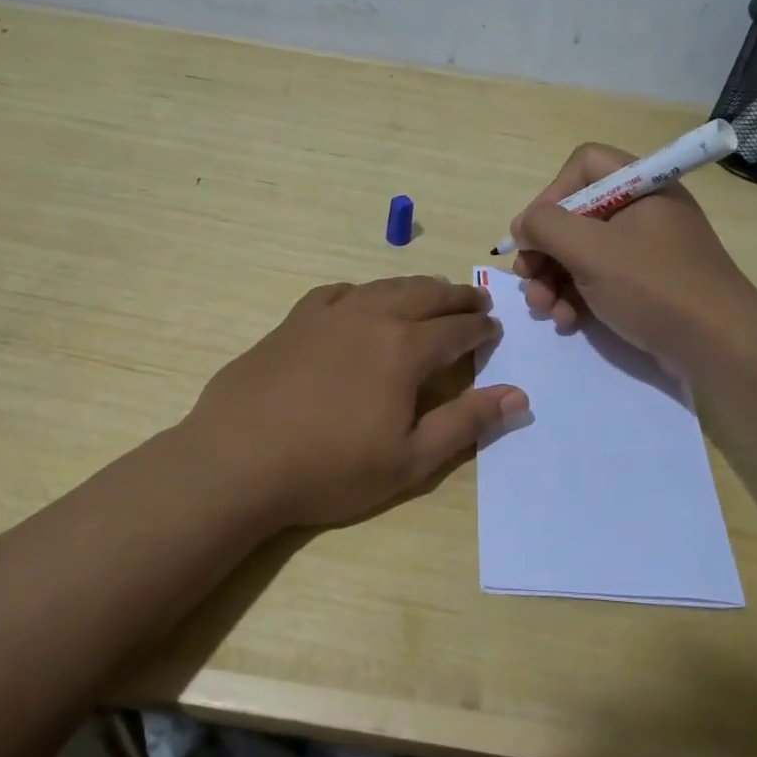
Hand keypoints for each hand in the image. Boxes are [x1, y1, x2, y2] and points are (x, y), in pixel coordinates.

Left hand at [185, 277, 526, 528]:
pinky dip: (362, 293)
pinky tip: (360, 303)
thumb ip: (466, 423)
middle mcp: (371, 317)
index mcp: (404, 349)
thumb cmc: (330, 469)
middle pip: (425, 294)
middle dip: (456, 297)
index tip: (494, 330)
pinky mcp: (293, 321)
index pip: (457, 329)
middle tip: (475, 302)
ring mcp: (328, 314)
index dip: (481, 329)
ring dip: (415, 288)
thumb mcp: (410, 460)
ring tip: (430, 294)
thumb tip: (518, 395)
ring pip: (383, 287)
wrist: (238, 460)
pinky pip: (337, 293)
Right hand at [509, 143, 756, 367]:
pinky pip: (601, 278)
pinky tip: (568, 321)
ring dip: (553, 279)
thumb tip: (523, 226)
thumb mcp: (591, 252)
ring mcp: (647, 249)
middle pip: (577, 213)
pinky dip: (577, 296)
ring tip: (543, 309)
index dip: (552, 195)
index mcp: (641, 186)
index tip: (535, 233)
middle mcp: (644, 211)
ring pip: (583, 251)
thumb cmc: (654, 288)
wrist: (720, 347)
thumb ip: (546, 227)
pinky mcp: (647, 284)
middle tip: (527, 278)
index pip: (583, 166)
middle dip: (545, 249)